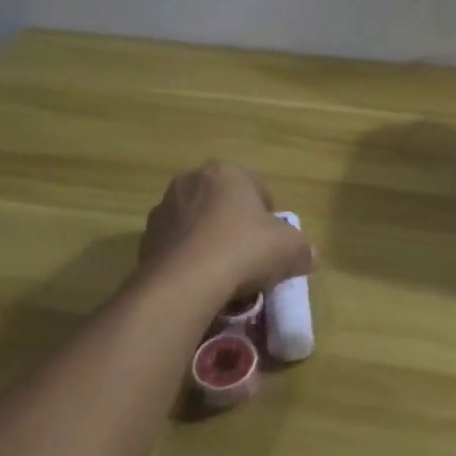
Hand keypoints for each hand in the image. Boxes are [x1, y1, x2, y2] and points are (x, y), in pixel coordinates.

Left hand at [139, 161, 314, 302]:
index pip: (257, 187)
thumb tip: (310, 256)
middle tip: (251, 256)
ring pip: (197, 224)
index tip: (274, 242)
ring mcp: (163, 209)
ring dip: (209, 240)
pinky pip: (177, 246)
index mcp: (225, 171)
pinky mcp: (145, 240)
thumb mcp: (289, 248)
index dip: (270, 216)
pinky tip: (200, 282)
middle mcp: (190, 181)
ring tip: (224, 273)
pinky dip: (188, 259)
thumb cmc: (243, 250)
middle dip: (236, 225)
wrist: (184, 284)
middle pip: (223, 203)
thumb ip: (302, 248)